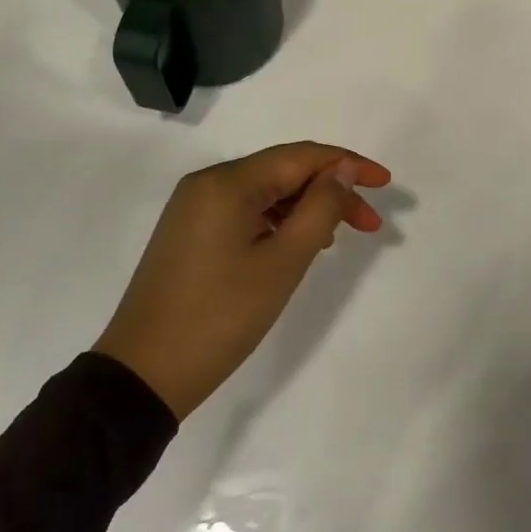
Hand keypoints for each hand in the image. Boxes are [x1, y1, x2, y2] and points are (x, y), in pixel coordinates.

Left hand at [95, 143, 392, 418]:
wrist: (143, 374)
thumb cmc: (220, 317)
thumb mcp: (282, 262)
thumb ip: (319, 208)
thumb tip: (341, 168)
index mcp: (227, 182)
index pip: (300, 156)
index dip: (347, 164)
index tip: (386, 184)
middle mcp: (208, 183)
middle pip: (283, 171)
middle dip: (330, 190)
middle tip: (369, 224)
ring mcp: (195, 208)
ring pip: (265, 193)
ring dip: (306, 208)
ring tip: (336, 238)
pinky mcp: (190, 233)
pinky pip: (245, 212)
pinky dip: (278, 222)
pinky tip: (298, 245)